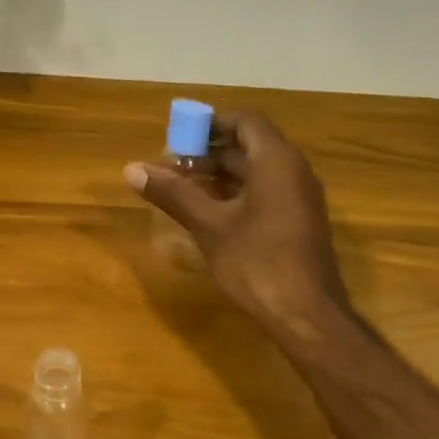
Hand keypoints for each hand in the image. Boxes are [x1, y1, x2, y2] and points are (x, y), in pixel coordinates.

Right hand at [125, 113, 349, 338]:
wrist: (307, 317)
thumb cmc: (257, 264)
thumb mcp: (209, 226)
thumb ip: (174, 193)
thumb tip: (132, 168)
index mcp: (276, 162)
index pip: (245, 121)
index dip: (211, 123)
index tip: (178, 137)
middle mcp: (294, 171)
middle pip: (249, 145)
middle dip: (209, 152)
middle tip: (171, 166)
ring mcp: (299, 198)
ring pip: (256, 171)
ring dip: (219, 174)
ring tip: (181, 188)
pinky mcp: (298, 222)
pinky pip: (265, 192)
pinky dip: (235, 194)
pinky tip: (207, 213)